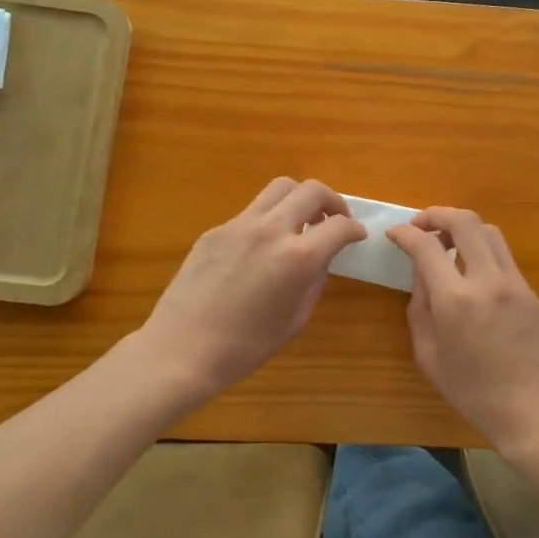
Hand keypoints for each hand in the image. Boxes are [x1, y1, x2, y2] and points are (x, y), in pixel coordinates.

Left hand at [141, 177, 365, 397]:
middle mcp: (271, 230)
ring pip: (280, 187)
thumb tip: (321, 258)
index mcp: (297, 258)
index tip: (356, 235)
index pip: (339, 225)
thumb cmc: (245, 347)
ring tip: (301, 221)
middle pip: (312, 190)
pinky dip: (268, 218)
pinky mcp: (216, 230)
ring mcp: (240, 225)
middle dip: (332, 200)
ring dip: (299, 199)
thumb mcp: (295, 319)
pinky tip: (263, 246)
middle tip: (334, 219)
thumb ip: (314, 281)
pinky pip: (252, 211)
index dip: (354, 229)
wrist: (182, 350)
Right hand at [387, 207, 538, 456]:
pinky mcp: (531, 291)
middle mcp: (486, 281)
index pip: (426, 246)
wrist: (536, 412)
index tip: (394, 234)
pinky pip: (503, 255)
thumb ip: (420, 308)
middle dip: (437, 214)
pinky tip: (472, 268)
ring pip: (489, 231)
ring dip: (463, 227)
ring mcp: (514, 283)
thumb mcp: (429, 356)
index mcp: (455, 300)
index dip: (405, 233)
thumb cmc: (474, 393)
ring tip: (447, 242)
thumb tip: (421, 275)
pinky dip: (482, 248)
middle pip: (465, 221)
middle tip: (421, 225)